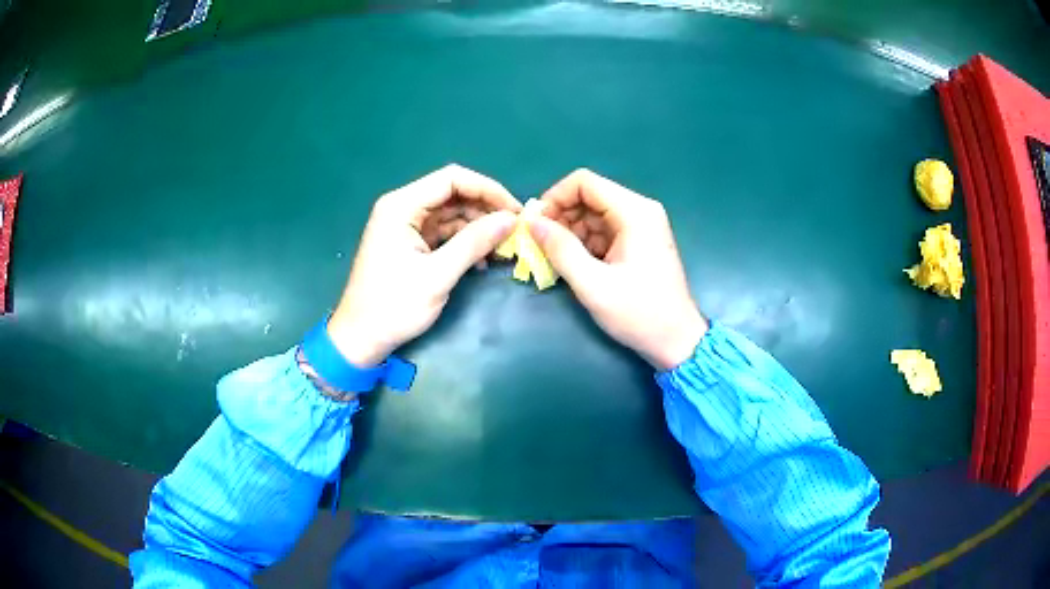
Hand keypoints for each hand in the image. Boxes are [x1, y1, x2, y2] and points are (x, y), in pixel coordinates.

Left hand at [328, 165, 520, 366]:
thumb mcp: (438, 275)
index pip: (452, 179)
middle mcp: (402, 208)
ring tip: (503, 249)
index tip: (515, 211)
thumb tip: (511, 220)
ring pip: (451, 214)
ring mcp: (405, 226)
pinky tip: (482, 261)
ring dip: (478, 228)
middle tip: (515, 232)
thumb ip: (474, 243)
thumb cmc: (394, 306)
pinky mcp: (410, 243)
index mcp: (401, 206)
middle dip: (485, 210)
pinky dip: (464, 242)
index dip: (488, 189)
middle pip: (453, 194)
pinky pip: (443, 233)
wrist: (361, 338)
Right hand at [530, 169, 706, 369]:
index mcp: (634, 212)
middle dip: (560, 217)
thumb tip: (532, 222)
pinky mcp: (638, 241)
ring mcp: (641, 226)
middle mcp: (639, 210)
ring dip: (570, 232)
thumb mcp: (593, 284)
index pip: (584, 182)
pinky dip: (584, 243)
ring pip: (593, 214)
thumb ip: (560, 250)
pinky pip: (603, 230)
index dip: (554, 198)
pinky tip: (574, 265)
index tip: (536, 225)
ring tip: (555, 260)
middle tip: (541, 246)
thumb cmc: (639, 313)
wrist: (676, 341)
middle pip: (588, 196)